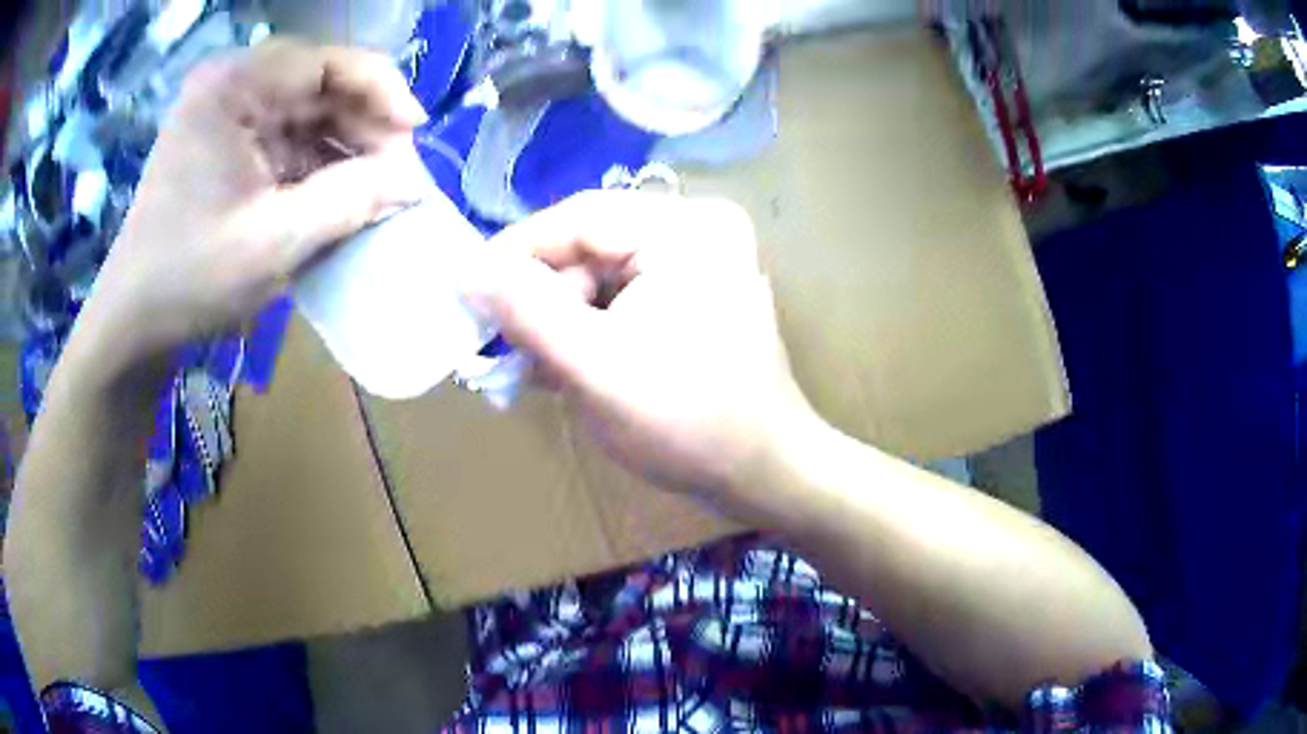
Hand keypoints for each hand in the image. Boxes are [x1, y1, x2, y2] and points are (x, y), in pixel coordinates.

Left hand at [81, 40, 432, 369]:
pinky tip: (338, 194)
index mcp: (232, 87)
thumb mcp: (273, 243)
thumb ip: (349, 202)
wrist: (134, 323)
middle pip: (318, 83)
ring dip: (344, 146)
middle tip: (396, 171)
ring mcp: (226, 113)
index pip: (326, 61)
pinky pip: (287, 138)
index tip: (415, 133)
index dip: (380, 90)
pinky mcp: (226, 143)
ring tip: (374, 187)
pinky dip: (318, 163)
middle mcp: (230, 85)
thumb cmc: (190, 280)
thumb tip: (415, 180)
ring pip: (307, 111)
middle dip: (363, 123)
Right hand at [469, 191, 815, 496]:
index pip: (577, 218)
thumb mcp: (592, 365)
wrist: (764, 473)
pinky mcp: (698, 294)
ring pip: (602, 276)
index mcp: (684, 229)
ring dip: (564, 322)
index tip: (466, 292)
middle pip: (590, 247)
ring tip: (539, 370)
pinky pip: (626, 296)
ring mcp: (701, 262)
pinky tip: (573, 368)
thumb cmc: (686, 423)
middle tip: (504, 349)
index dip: (514, 253)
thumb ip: (523, 310)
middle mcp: (697, 230)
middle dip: (543, 300)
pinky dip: (593, 329)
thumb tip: (466, 269)